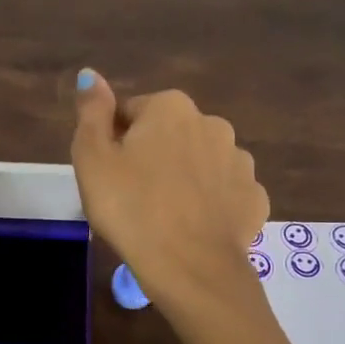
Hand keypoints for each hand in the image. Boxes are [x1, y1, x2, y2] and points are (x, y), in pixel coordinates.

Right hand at [72, 68, 316, 343]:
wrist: (191, 269)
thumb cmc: (131, 210)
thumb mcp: (93, 159)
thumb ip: (91, 111)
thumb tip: (90, 74)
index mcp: (170, 108)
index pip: (130, 113)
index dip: (113, 143)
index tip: (107, 177)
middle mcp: (212, 123)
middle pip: (168, 136)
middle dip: (151, 158)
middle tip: (131, 198)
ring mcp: (240, 162)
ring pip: (199, 163)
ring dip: (182, 179)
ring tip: (162, 217)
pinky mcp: (254, 199)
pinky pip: (223, 194)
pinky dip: (208, 205)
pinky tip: (191, 228)